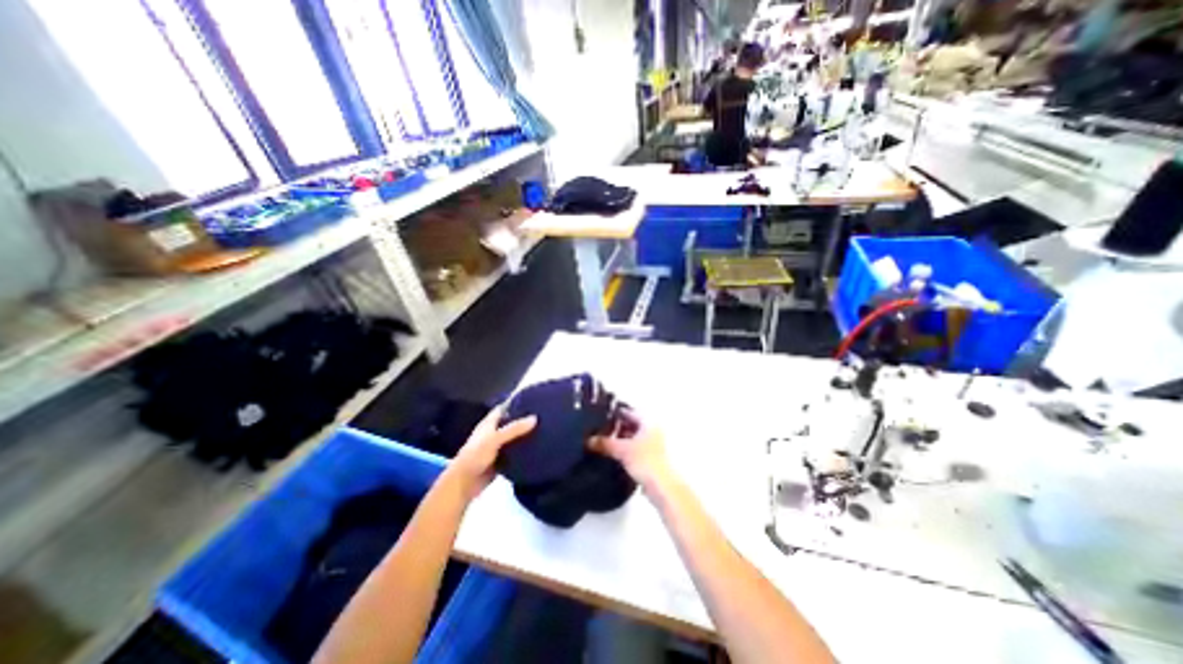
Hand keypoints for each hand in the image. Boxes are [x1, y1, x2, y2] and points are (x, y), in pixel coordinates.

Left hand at [449, 405, 535, 497]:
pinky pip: (515, 452)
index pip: (503, 408)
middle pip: (510, 422)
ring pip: (514, 438)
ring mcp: (497, 447)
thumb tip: (535, 418)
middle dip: (524, 419)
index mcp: (488, 423)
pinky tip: (537, 448)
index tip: (532, 400)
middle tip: (543, 415)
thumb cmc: (475, 456)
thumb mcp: (495, 439)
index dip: (516, 403)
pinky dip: (524, 450)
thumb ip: (514, 429)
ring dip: (525, 435)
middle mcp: (493, 433)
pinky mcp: (501, 460)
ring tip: (544, 429)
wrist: (464, 484)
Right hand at [586, 408, 668, 489]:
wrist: (663, 487)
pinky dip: (626, 449)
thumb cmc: (645, 461)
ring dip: (621, 439)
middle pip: (632, 424)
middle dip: (617, 427)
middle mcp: (653, 430)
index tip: (601, 415)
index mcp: (649, 422)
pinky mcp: (652, 457)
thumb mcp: (622, 450)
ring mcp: (654, 444)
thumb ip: (605, 443)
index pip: (630, 411)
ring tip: (604, 442)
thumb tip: (589, 440)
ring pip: (634, 437)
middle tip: (601, 429)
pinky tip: (614, 454)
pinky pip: (636, 448)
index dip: (616, 413)